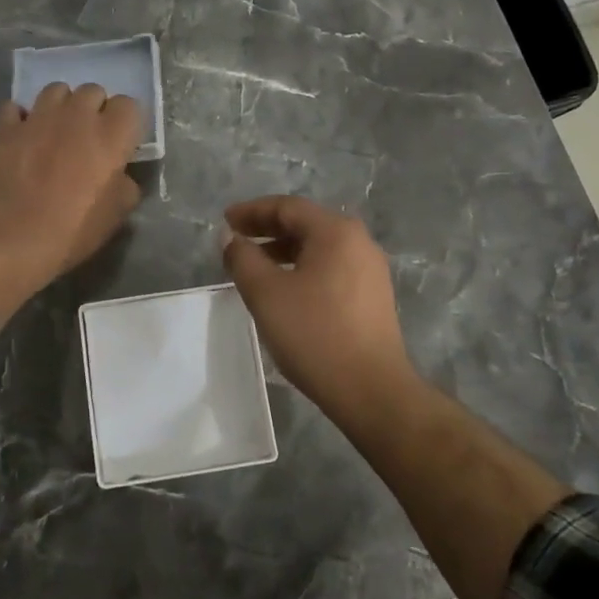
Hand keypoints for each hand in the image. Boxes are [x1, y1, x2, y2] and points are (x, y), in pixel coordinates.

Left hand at [0, 84, 142, 326]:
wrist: (12, 240)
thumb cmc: (73, 231)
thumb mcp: (116, 215)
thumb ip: (125, 184)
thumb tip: (119, 175)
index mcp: (110, 135)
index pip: (129, 105)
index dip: (126, 122)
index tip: (121, 143)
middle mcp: (76, 116)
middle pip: (92, 91)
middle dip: (94, 109)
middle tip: (88, 137)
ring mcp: (37, 118)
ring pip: (55, 90)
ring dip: (61, 106)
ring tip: (56, 130)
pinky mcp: (4, 128)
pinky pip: (15, 108)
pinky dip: (22, 118)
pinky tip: (22, 137)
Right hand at [221, 195, 415, 413]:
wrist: (371, 390)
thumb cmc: (314, 334)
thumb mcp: (266, 294)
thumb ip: (243, 258)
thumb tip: (230, 237)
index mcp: (336, 232)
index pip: (287, 207)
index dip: (252, 211)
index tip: (225, 221)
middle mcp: (359, 242)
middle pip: (306, 224)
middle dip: (267, 229)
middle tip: (236, 240)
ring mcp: (370, 270)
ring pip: (319, 248)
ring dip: (284, 251)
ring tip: (254, 267)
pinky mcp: (373, 296)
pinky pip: (331, 268)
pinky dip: (303, 269)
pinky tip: (285, 290)